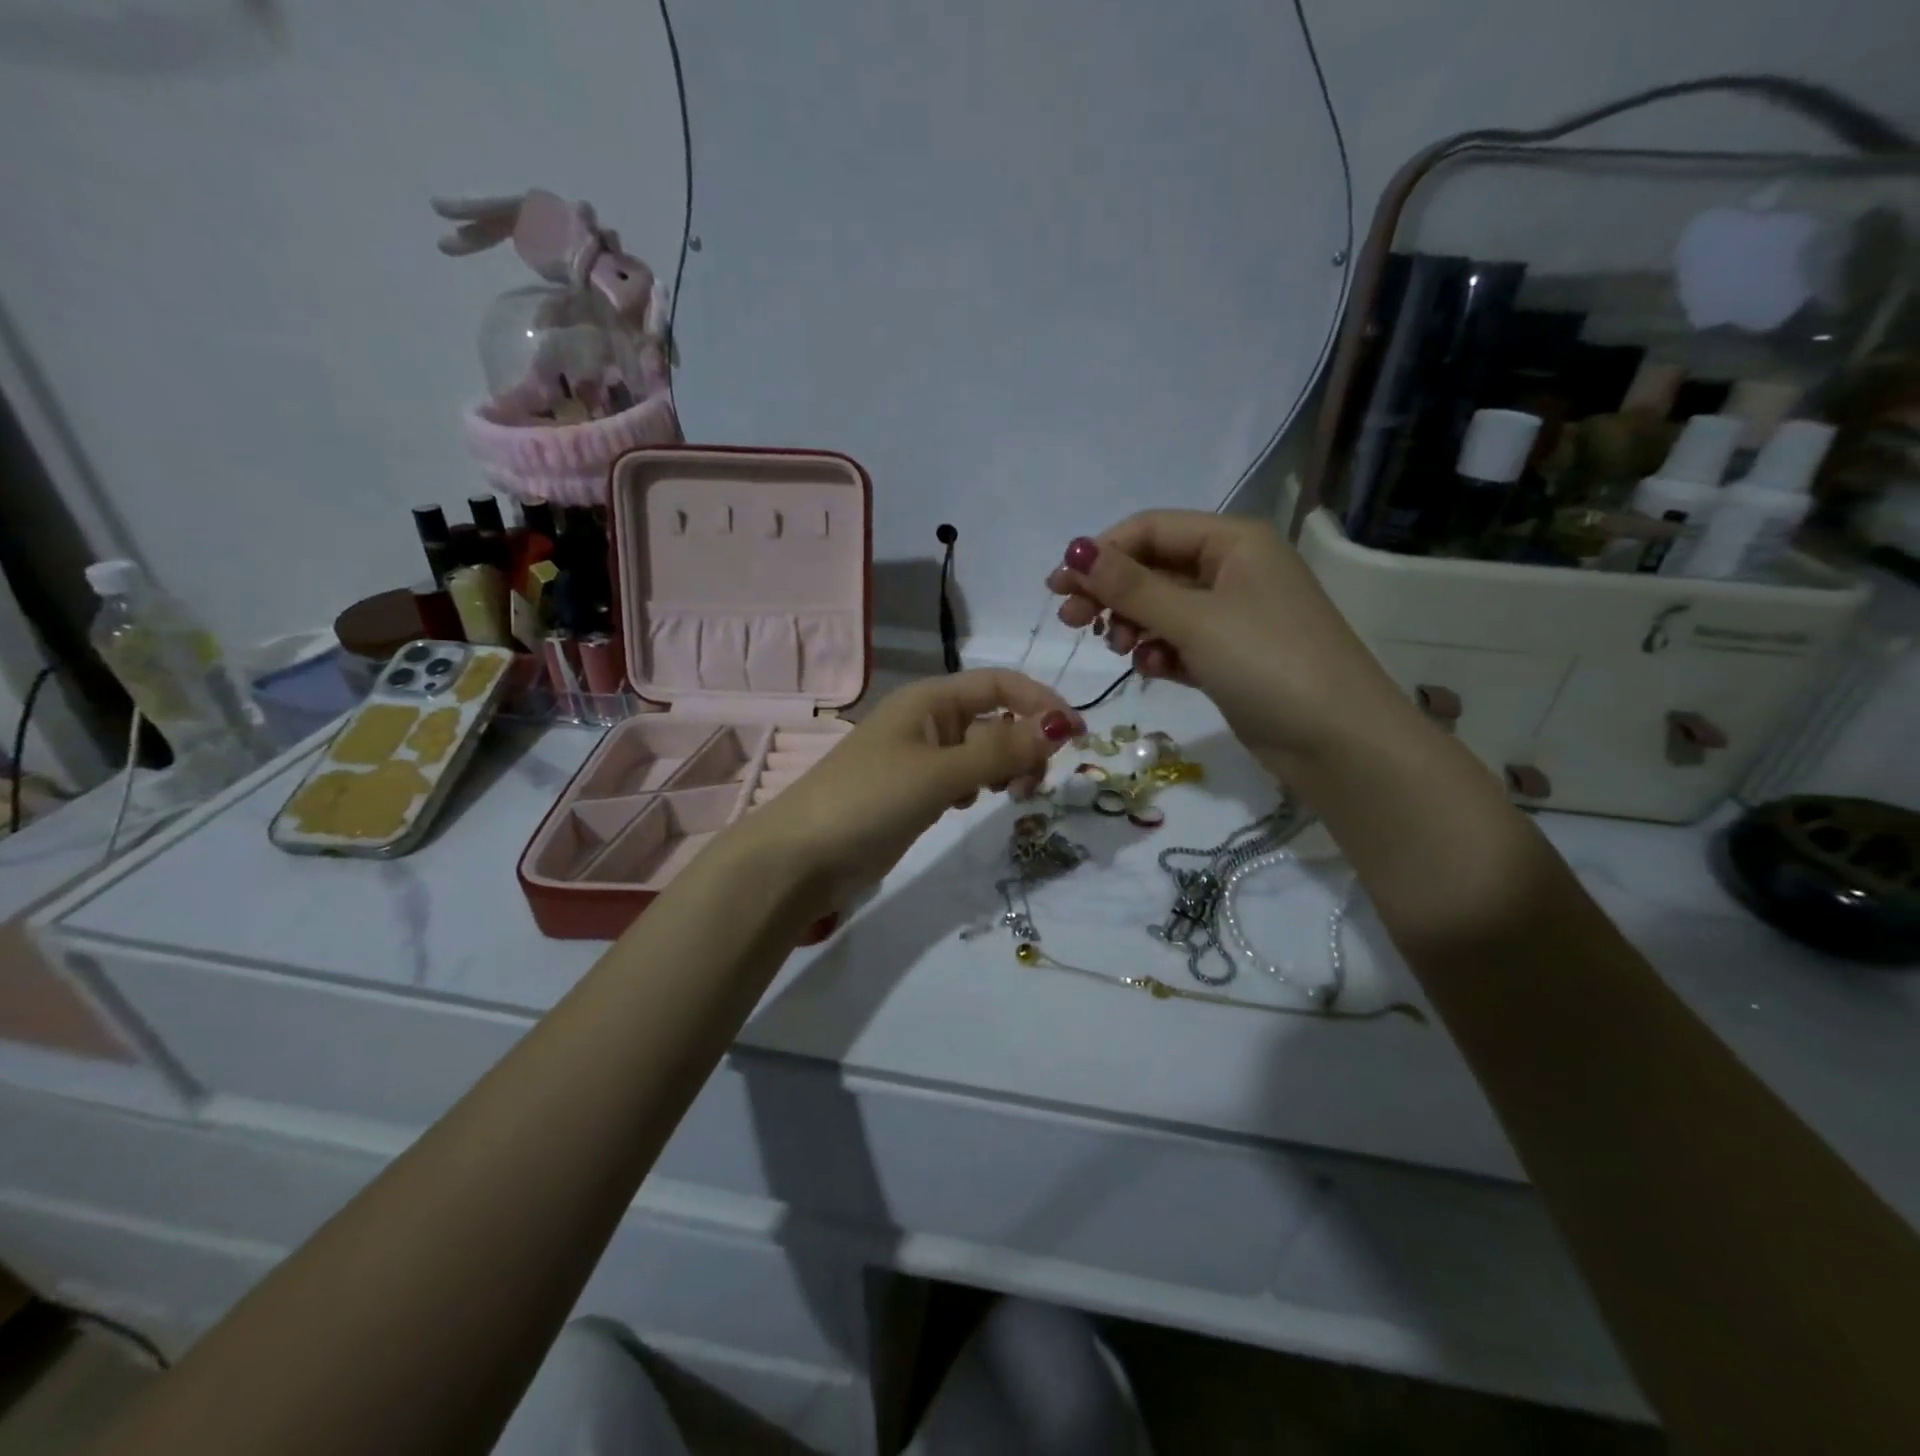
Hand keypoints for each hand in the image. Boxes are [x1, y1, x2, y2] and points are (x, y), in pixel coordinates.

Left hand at [726, 669, 1082, 916]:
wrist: (801, 857)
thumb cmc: (869, 800)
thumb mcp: (940, 772)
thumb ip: (1000, 751)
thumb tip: (1059, 728)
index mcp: (929, 700)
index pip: (999, 685)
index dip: (1040, 703)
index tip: (1076, 736)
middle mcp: (926, 721)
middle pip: (993, 718)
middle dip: (1023, 742)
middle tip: (1033, 784)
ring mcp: (917, 758)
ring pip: (979, 750)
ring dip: (1004, 767)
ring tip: (1008, 796)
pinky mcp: (912, 791)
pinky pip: (960, 777)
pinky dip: (976, 786)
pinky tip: (968, 806)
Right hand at [1046, 512, 1405, 770]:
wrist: (1338, 741)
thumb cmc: (1268, 663)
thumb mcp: (1194, 620)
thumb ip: (1131, 587)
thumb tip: (1074, 551)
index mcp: (1234, 542)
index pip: (1151, 530)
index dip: (1102, 553)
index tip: (1059, 587)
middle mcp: (1234, 570)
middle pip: (1154, 568)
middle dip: (1111, 593)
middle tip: (1072, 622)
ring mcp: (1234, 616)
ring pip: (1163, 608)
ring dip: (1133, 624)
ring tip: (1119, 650)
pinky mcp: (1231, 657)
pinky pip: (1180, 642)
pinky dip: (1160, 652)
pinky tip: (1152, 669)